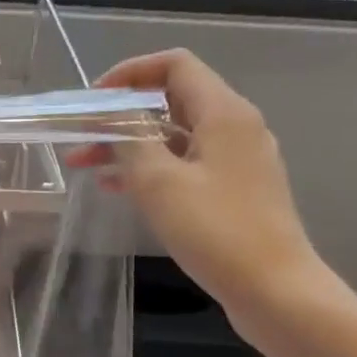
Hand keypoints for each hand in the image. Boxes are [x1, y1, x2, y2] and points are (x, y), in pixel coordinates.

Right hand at [75, 50, 327, 330]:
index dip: (130, 73)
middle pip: (171, 101)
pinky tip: (116, 188)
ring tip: (85, 165)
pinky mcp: (233, 190)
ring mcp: (236, 160)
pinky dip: (149, 168)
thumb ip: (129, 138)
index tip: (95, 100)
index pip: (175, 65)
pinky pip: (184, 164)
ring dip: (128, 145)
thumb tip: (111, 113)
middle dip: (121, 115)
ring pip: (173, 136)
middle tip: (81, 137)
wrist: (275, 291)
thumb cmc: (215, 230)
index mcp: (224, 113)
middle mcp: (235, 127)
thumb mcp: (158, 181)